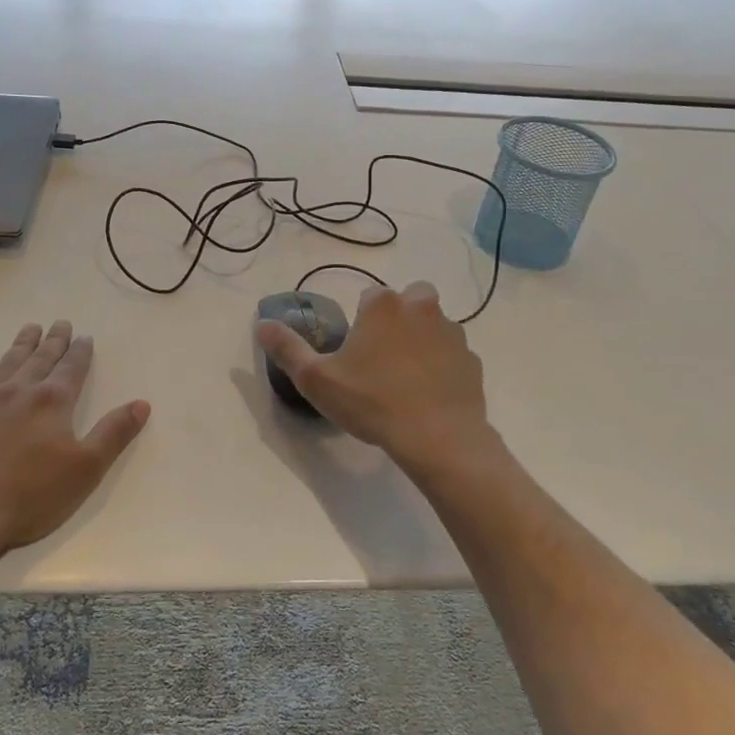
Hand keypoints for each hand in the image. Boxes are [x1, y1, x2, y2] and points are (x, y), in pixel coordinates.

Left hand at [0, 320, 149, 563]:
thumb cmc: (29, 497)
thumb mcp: (86, 469)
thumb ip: (114, 433)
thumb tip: (142, 403)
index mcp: (53, 403)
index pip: (72, 369)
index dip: (81, 352)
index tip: (85, 337)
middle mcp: (19, 392)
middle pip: (41, 359)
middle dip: (54, 341)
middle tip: (61, 323)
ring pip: (8, 362)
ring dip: (21, 345)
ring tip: (30, 328)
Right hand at [253, 281, 496, 469]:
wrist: (438, 438)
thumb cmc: (372, 402)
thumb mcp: (317, 379)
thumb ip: (287, 348)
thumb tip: (262, 323)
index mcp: (383, 306)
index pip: (369, 296)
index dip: (361, 320)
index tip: (355, 350)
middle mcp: (421, 308)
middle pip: (409, 299)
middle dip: (398, 318)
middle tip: (383, 356)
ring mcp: (452, 333)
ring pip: (434, 325)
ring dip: (422, 340)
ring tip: (406, 378)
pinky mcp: (472, 361)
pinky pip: (453, 355)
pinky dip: (442, 367)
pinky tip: (429, 395)